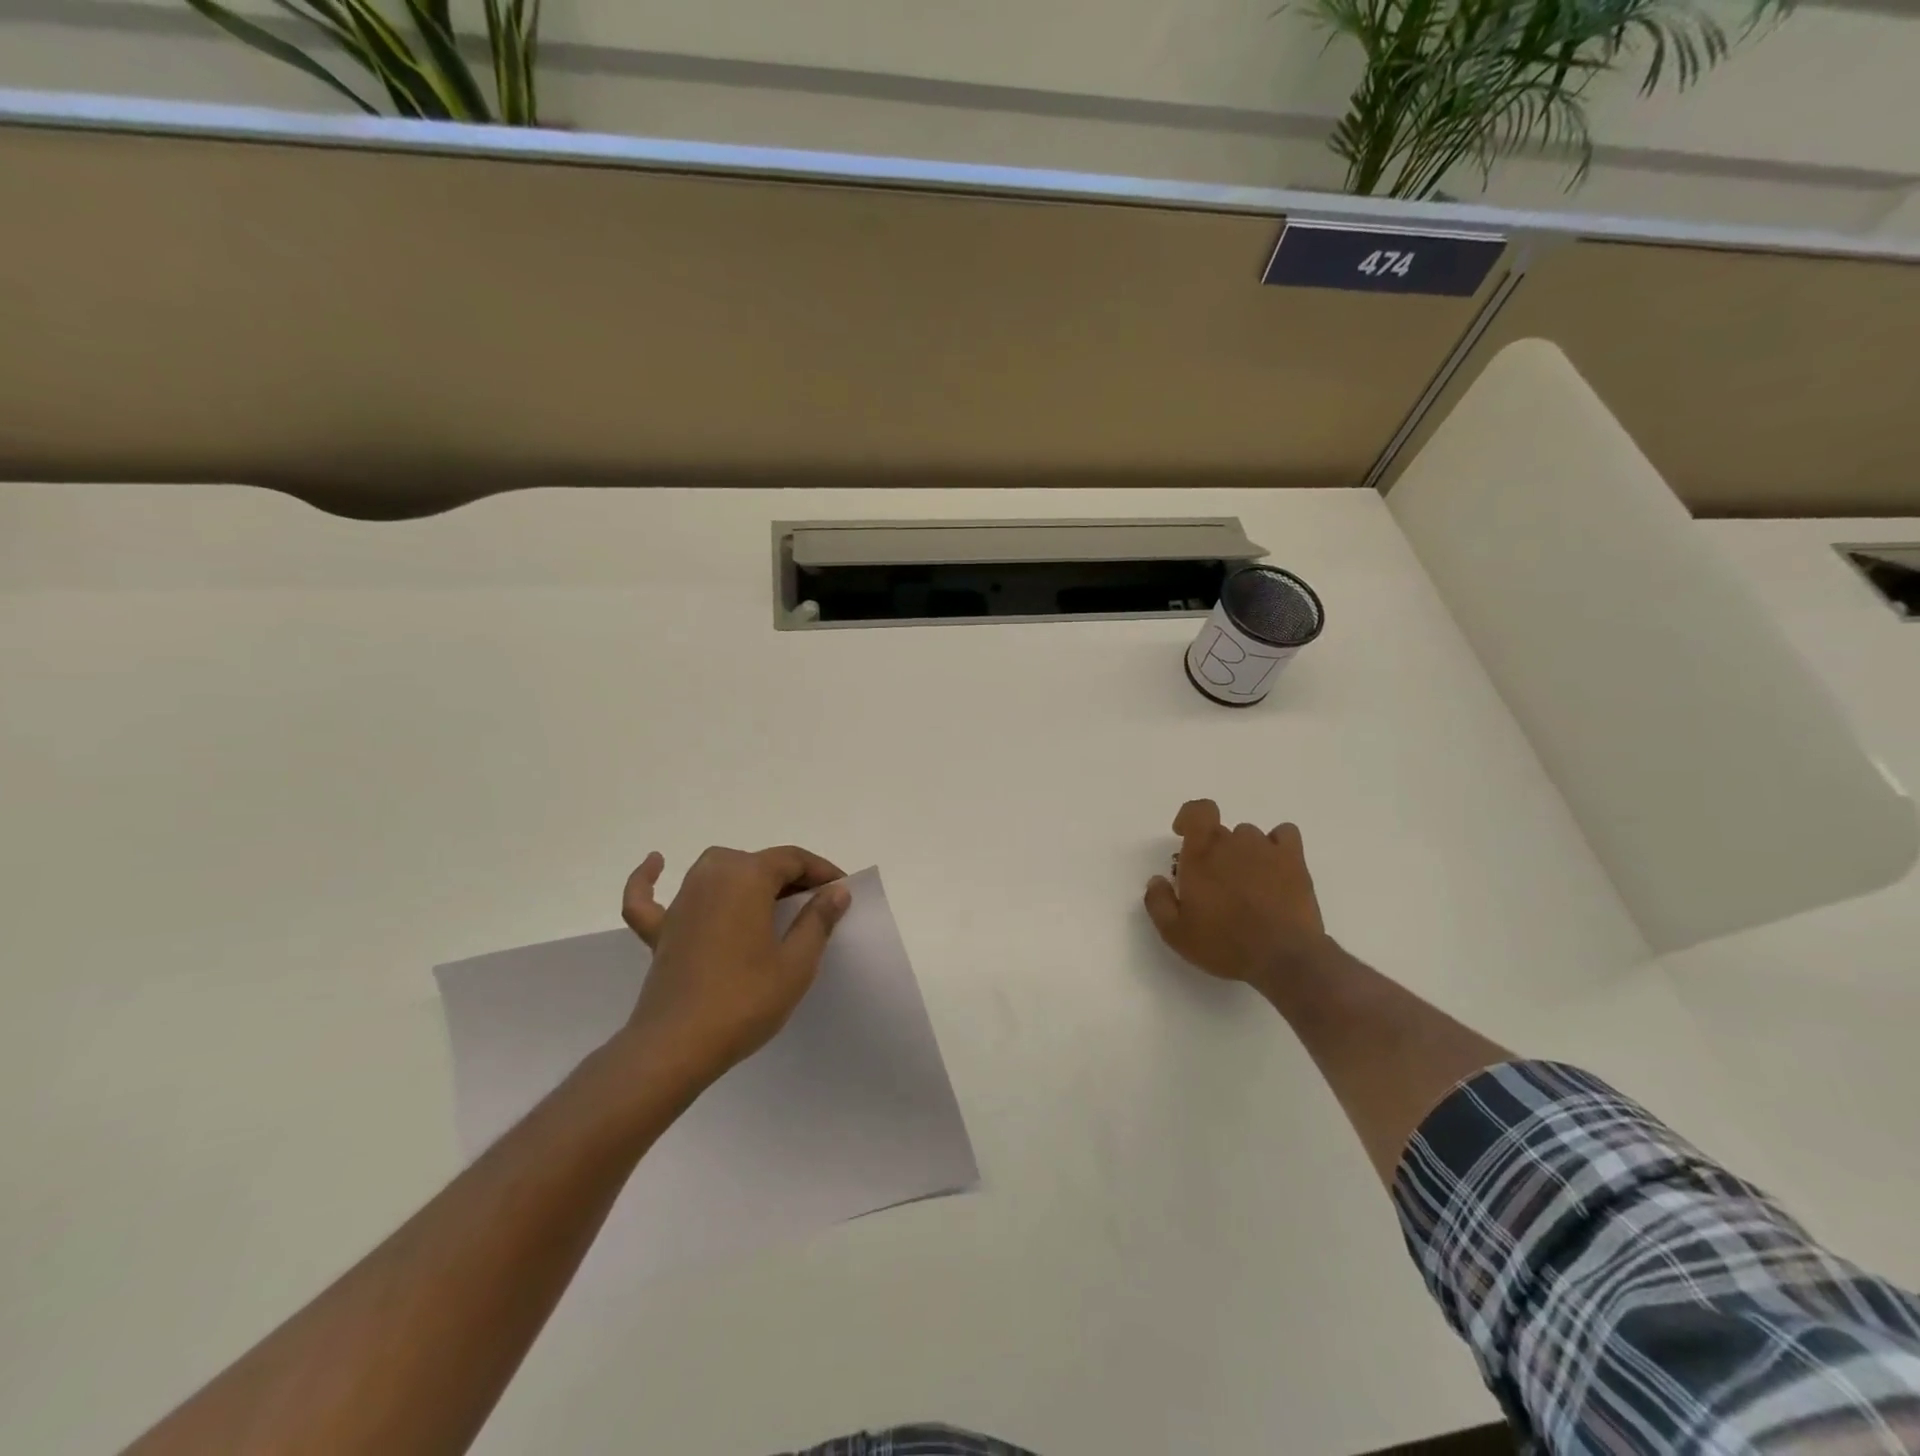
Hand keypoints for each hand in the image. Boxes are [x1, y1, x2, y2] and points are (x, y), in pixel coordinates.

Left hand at [618, 845, 851, 1091]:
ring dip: (743, 876)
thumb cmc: (745, 1000)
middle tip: (813, 906)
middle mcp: (711, 876)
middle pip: (757, 862)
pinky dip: (650, 879)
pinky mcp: (660, 929)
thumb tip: (835, 891)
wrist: (678, 1046)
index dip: (821, 871)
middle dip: (788, 877)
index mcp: (748, 877)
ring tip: (768, 899)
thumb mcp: (796, 963)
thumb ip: (817, 920)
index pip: (792, 859)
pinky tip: (657, 863)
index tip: (842, 890)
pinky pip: (651, 896)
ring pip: (716, 870)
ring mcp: (681, 901)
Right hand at [1143, 799, 1329, 993]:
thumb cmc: (1224, 944)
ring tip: (1246, 883)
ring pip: (1249, 836)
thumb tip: (1157, 880)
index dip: (1189, 817)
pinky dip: (1277, 845)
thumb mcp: (1175, 933)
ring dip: (1242, 852)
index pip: (1197, 811)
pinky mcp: (1294, 861)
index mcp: (1201, 854)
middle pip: (1219, 831)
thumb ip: (1158, 902)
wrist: (1283, 958)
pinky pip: (1284, 835)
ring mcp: (1266, 849)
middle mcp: (1232, 843)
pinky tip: (1274, 867)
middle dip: (1212, 851)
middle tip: (1214, 883)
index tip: (1183, 836)